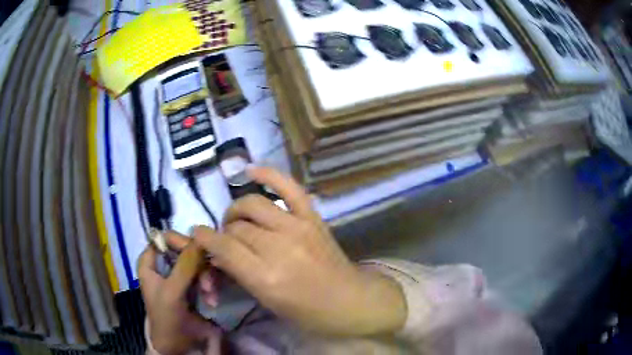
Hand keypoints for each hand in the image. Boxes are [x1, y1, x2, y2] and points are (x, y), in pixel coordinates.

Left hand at [138, 235, 220, 354]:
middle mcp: (164, 264)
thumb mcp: (172, 292)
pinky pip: (204, 275)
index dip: (179, 241)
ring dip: (207, 278)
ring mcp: (179, 275)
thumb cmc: (166, 317)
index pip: (164, 238)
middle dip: (198, 265)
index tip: (196, 251)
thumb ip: (184, 266)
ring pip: (197, 262)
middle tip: (207, 283)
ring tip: (211, 296)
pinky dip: (210, 286)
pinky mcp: (193, 286)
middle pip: (184, 249)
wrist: (178, 345)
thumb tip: (200, 238)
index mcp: (150, 262)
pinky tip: (213, 300)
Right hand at [192, 167, 406, 335]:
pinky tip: (251, 171)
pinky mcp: (312, 217)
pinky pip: (288, 187)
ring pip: (252, 204)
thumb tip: (217, 252)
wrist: (348, 300)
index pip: (223, 247)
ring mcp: (297, 227)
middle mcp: (278, 247)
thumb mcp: (266, 300)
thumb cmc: (306, 312)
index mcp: (265, 276)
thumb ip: (239, 273)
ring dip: (237, 210)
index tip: (199, 235)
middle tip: (226, 240)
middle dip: (224, 232)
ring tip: (237, 220)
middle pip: (236, 227)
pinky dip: (269, 174)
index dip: (206, 239)